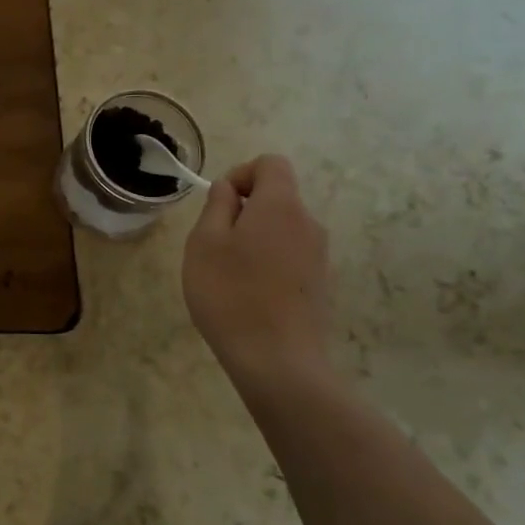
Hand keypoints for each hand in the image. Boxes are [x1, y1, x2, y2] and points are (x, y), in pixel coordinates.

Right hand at [182, 154, 333, 389]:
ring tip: (229, 273)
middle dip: (245, 210)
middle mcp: (308, 223)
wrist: (277, 361)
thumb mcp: (204, 243)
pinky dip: (268, 263)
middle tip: (214, 244)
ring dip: (255, 238)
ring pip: (282, 229)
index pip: (271, 163)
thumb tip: (229, 189)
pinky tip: (250, 295)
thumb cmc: (230, 294)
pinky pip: (290, 256)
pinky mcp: (320, 284)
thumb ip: (217, 206)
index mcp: (280, 206)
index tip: (219, 204)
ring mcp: (319, 256)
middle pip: (278, 197)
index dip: (242, 174)